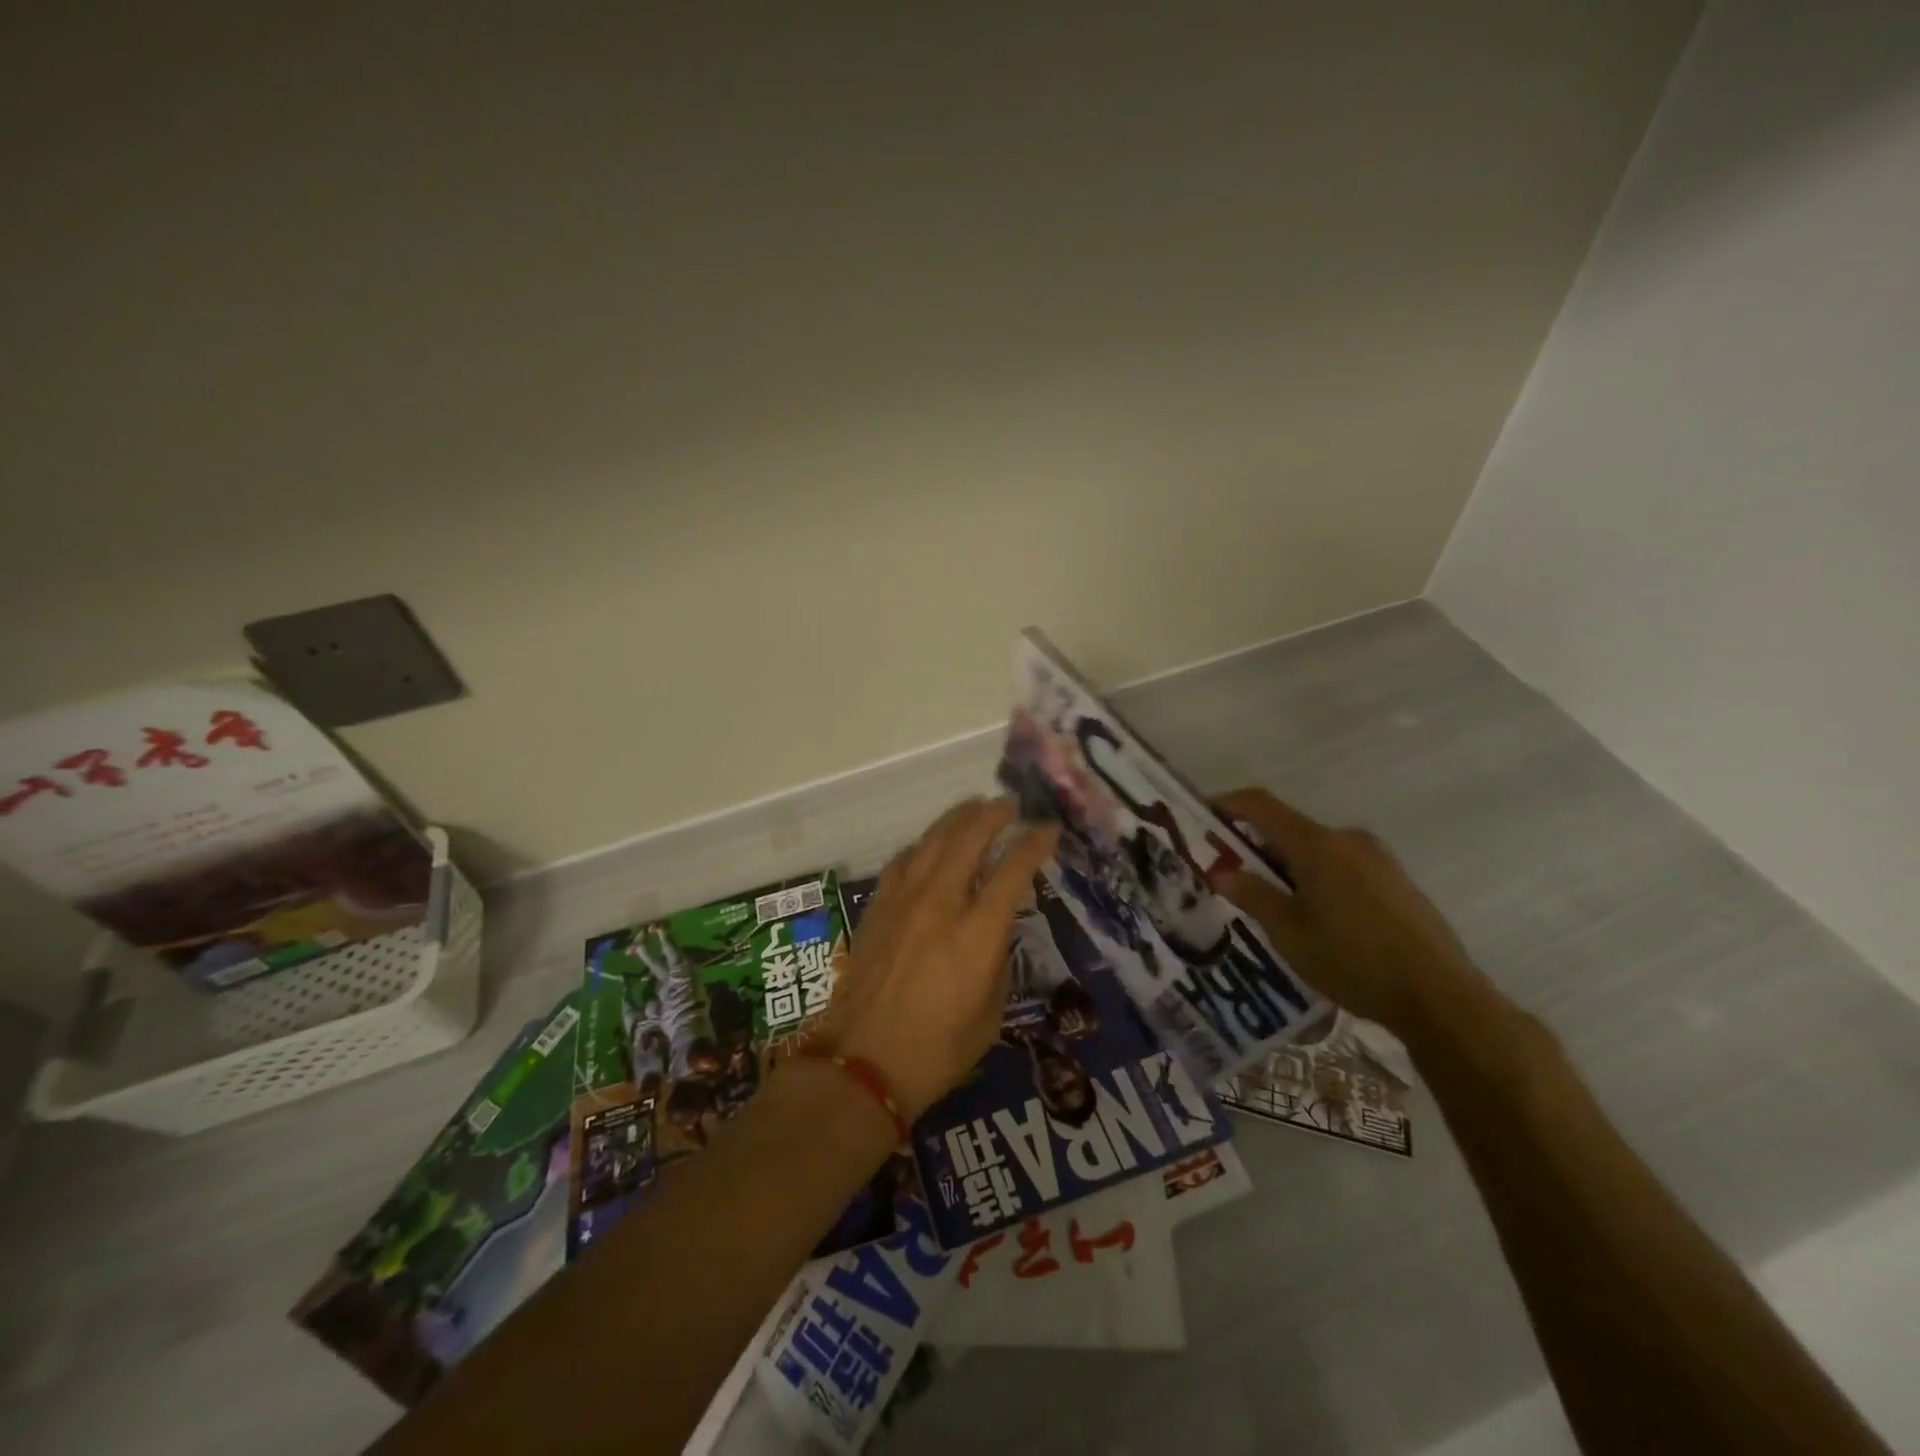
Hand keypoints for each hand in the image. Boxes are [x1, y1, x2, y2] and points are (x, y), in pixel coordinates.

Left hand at [822, 798, 1059, 1120]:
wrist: (860, 1064)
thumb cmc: (935, 1051)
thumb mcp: (990, 1015)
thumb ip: (998, 962)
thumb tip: (996, 932)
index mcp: (976, 933)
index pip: (1013, 871)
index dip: (1034, 844)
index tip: (1049, 830)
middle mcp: (940, 903)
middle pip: (969, 838)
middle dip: (993, 814)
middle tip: (1009, 805)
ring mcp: (903, 901)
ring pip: (931, 841)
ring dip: (956, 819)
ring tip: (973, 807)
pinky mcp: (876, 908)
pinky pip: (901, 861)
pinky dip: (921, 845)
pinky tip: (928, 846)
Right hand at [1210, 788, 1492, 1042]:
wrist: (1440, 997)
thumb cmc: (1353, 961)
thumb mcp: (1289, 932)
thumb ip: (1252, 895)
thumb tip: (1220, 871)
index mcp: (1316, 844)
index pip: (1261, 806)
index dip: (1229, 804)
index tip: (1203, 816)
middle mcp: (1347, 839)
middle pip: (1289, 828)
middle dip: (1255, 845)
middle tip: (1231, 875)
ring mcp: (1376, 857)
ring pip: (1316, 849)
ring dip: (1287, 864)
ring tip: (1272, 903)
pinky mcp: (1395, 879)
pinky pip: (1341, 864)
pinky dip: (1316, 876)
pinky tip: (1314, 915)